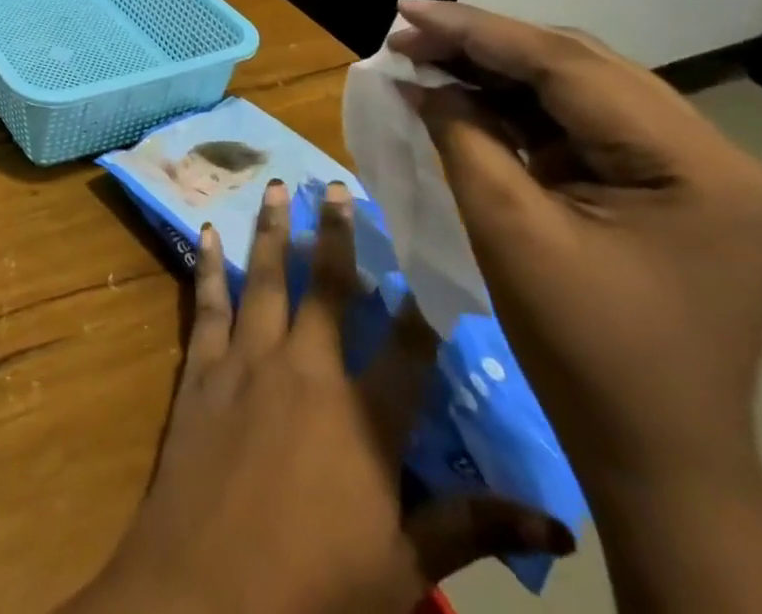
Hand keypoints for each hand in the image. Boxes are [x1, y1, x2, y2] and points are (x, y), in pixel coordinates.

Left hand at [64, 181, 570, 613]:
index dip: (423, 301)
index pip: (407, 347)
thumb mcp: (403, 569)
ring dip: (272, 231)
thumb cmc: (316, 589)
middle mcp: (305, 369)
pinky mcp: (204, 366)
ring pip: (265, 278)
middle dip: (336, 235)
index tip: (431, 254)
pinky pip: (208, 303)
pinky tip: (205, 234)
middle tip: (339, 187)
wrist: (208, 589)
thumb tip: (558, 525)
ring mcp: (248, 359)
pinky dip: (207, 266)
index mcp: (363, 417)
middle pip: (327, 288)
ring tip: (278, 188)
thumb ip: (468, 530)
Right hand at [389, 0, 761, 502]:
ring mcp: (689, 171)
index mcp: (692, 163)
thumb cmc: (583, 347)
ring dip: (497, 71)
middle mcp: (706, 153)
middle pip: (577, 66)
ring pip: (576, 89)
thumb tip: (420, 80)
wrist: (655, 453)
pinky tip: (466, 98)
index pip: (568, 66)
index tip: (403, 10)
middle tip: (405, 34)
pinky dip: (518, 108)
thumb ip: (463, 136)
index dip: (476, 30)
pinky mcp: (661, 189)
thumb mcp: (509, 230)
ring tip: (424, 58)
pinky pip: (579, 125)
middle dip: (483, 44)